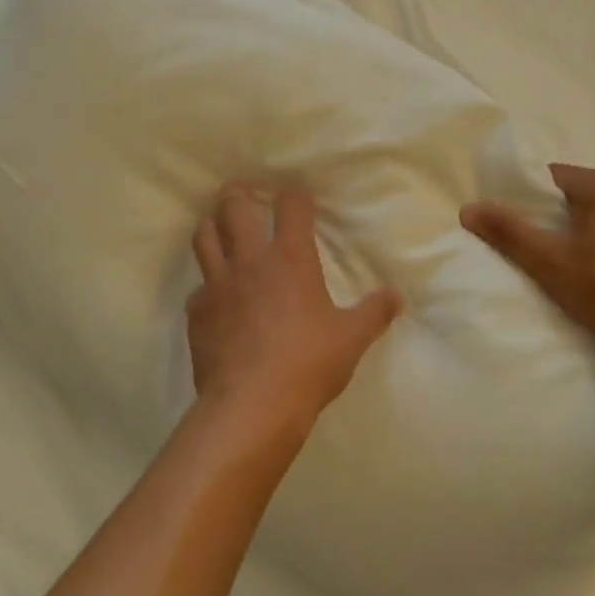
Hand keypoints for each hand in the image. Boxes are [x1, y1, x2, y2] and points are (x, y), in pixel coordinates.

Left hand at [187, 185, 403, 446]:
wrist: (252, 404)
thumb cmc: (308, 364)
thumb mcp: (351, 339)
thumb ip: (374, 313)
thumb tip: (397, 297)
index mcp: (290, 258)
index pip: (291, 207)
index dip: (295, 196)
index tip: (298, 197)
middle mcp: (250, 260)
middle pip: (235, 207)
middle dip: (238, 193)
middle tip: (241, 191)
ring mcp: (217, 284)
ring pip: (204, 237)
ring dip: (211, 224)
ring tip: (217, 224)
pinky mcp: (197, 312)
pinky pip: (198, 287)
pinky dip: (206, 284)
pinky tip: (214, 296)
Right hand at [461, 165, 594, 404]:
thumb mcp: (550, 263)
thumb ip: (509, 232)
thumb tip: (468, 208)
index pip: (552, 177)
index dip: (528, 200)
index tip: (518, 228)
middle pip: (578, 192)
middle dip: (556, 215)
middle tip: (541, 249)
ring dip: (584, 228)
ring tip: (571, 262)